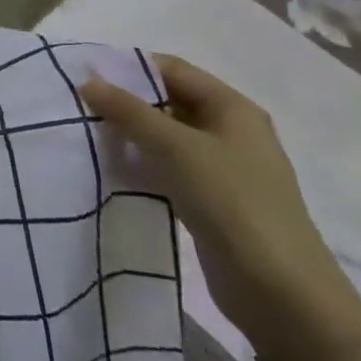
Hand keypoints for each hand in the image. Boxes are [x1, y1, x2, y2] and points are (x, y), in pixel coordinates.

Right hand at [81, 56, 360, 360]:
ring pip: (165, 137)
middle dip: (126, 102)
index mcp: (232, 109)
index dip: (130, 67)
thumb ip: (129, 111)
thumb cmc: (233, 203)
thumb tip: (87, 81)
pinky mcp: (211, 200)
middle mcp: (229, 131)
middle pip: (168, 101)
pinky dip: (140, 164)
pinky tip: (110, 169)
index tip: (84, 75)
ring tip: (86, 135)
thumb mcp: (176, 148)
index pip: (173, 69)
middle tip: (78, 106)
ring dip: (130, 134)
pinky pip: (167, 168)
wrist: (281, 293)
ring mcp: (222, 168)